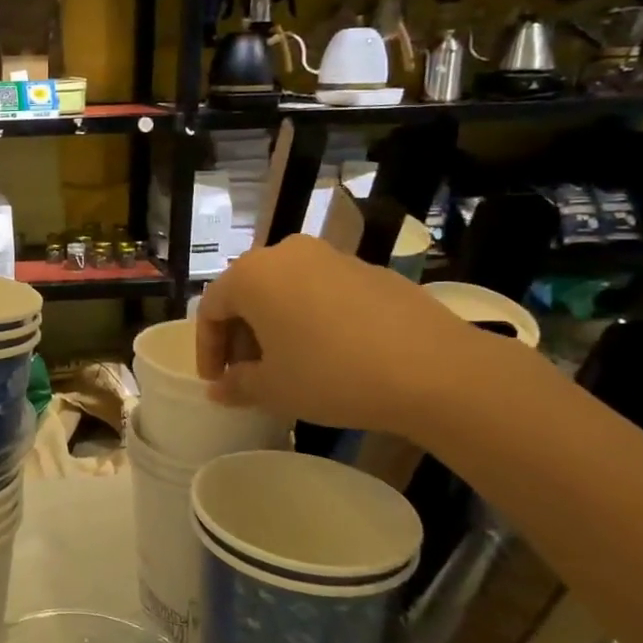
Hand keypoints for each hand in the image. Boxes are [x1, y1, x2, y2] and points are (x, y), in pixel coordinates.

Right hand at [195, 235, 482, 436]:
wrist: (434, 370)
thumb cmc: (331, 374)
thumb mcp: (273, 389)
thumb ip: (237, 385)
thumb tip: (220, 388)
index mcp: (251, 275)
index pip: (211, 309)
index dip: (208, 349)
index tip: (216, 381)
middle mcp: (287, 254)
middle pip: (248, 295)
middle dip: (242, 336)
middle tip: (248, 375)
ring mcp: (332, 257)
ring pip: (286, 291)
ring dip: (277, 327)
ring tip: (289, 366)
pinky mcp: (371, 271)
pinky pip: (323, 293)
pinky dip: (313, 320)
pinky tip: (330, 355)